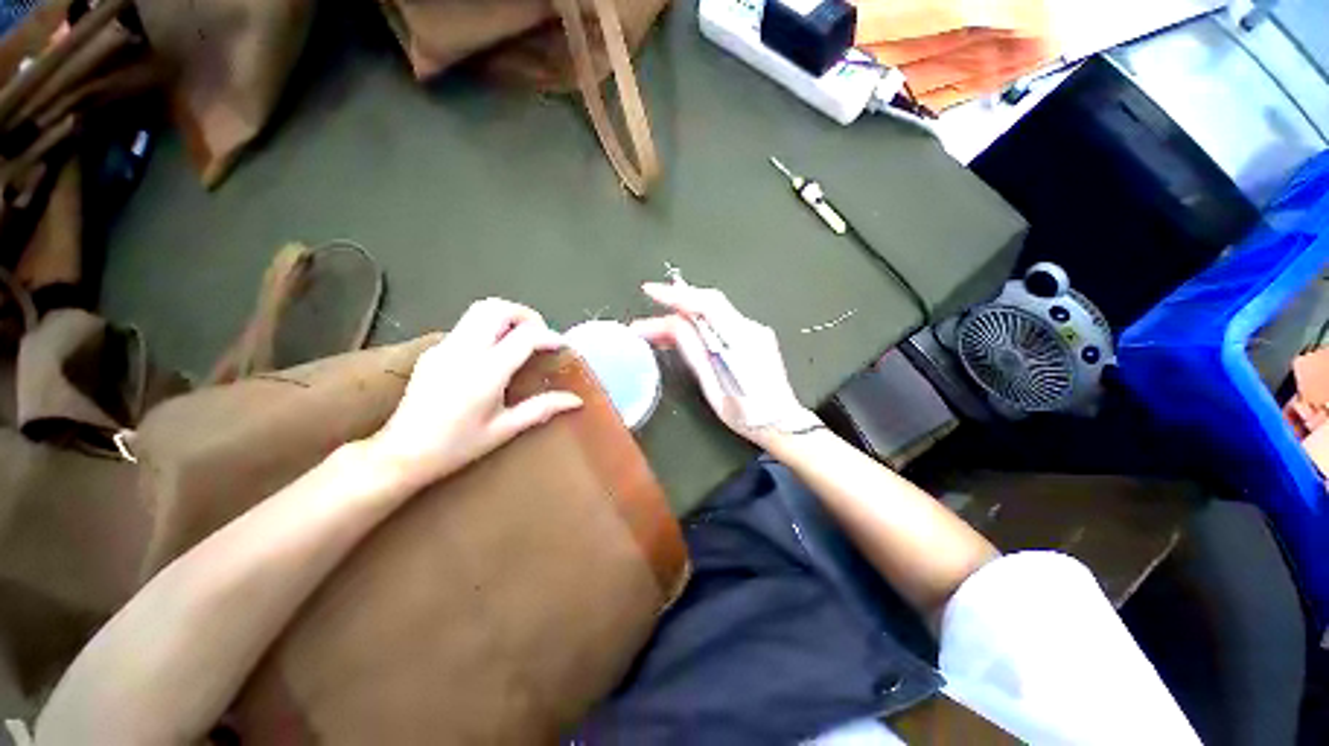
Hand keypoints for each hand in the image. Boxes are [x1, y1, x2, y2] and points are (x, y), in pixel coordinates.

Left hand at [369, 298, 582, 490]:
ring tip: (521, 339)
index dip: (549, 336)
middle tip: (540, 334)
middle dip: (526, 315)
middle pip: (497, 308)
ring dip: (506, 317)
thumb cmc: (457, 446)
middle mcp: (464, 351)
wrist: (401, 453)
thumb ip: (542, 408)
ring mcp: (444, 347)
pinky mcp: (433, 351)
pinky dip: (489, 328)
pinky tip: (494, 353)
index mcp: (486, 372)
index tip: (562, 347)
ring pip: (479, 310)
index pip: (525, 336)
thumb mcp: (504, 430)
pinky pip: (466, 326)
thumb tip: (576, 400)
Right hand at [631, 282, 817, 448]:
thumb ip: (696, 353)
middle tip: (646, 324)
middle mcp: (750, 329)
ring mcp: (754, 332)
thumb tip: (674, 326)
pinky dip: (697, 327)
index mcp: (742, 341)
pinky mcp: (753, 338)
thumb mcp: (715, 389)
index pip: (707, 305)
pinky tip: (680, 337)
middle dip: (674, 307)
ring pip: (712, 314)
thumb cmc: (748, 414)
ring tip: (655, 333)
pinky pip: (720, 324)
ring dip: (683, 318)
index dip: (677, 295)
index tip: (650, 292)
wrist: (783, 424)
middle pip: (708, 305)